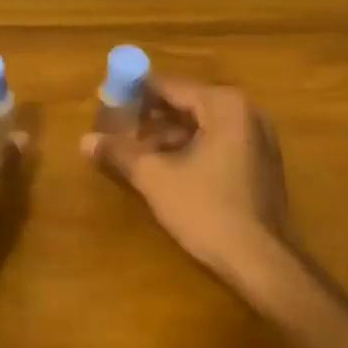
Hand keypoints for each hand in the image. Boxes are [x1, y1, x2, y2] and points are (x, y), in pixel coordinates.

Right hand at [82, 79, 297, 292]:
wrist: (262, 261)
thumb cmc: (208, 210)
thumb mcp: (156, 179)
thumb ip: (120, 153)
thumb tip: (85, 140)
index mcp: (224, 105)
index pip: (169, 86)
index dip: (134, 93)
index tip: (105, 102)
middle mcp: (246, 111)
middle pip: (186, 103)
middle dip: (150, 118)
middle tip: (116, 131)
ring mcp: (258, 137)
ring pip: (201, 126)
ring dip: (167, 137)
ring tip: (134, 155)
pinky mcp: (261, 162)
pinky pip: (217, 143)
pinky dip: (190, 150)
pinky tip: (165, 170)